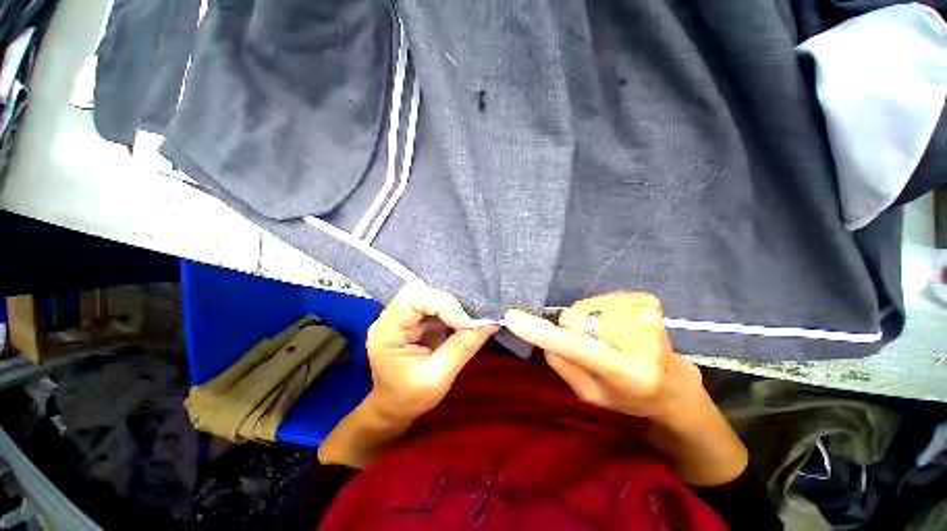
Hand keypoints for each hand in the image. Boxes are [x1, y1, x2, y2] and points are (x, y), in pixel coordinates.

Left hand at [365, 284, 498, 422]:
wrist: (393, 407)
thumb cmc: (410, 398)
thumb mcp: (438, 378)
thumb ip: (463, 348)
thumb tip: (490, 323)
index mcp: (387, 333)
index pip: (415, 301)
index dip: (445, 305)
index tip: (468, 323)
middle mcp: (388, 318)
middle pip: (419, 291)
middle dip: (448, 301)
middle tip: (469, 319)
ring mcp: (398, 316)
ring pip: (426, 293)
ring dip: (449, 304)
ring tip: (467, 318)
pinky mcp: (410, 317)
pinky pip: (431, 303)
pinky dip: (448, 309)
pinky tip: (460, 319)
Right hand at [503, 292, 701, 421]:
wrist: (673, 383)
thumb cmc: (627, 396)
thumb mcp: (589, 394)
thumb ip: (562, 363)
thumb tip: (543, 332)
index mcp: (627, 376)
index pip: (578, 349)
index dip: (544, 333)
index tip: (512, 318)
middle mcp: (642, 342)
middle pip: (575, 317)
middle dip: (572, 328)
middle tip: (590, 345)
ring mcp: (647, 315)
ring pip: (585, 305)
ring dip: (587, 320)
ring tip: (608, 338)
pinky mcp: (647, 299)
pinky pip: (600, 297)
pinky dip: (600, 310)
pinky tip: (618, 326)